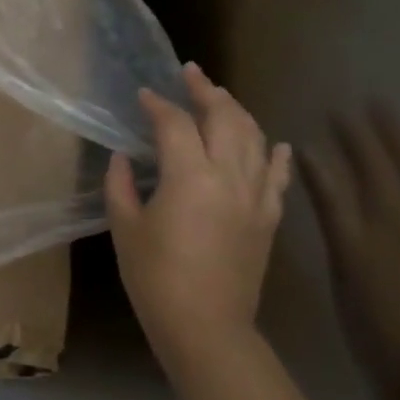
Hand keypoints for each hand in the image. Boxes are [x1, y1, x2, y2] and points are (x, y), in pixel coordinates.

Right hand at [105, 63, 292, 377]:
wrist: (206, 326)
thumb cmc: (154, 277)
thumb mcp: (125, 227)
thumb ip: (121, 185)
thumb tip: (124, 158)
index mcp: (189, 177)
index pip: (175, 125)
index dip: (158, 105)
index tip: (143, 94)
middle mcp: (229, 177)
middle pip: (225, 119)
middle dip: (206, 91)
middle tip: (190, 74)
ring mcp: (255, 197)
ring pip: (255, 139)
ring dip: (238, 112)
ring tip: (221, 97)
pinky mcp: (269, 218)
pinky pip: (277, 176)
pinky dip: (276, 154)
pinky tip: (275, 142)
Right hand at [302, 104, 399, 388]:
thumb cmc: (376, 330)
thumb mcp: (344, 272)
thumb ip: (335, 218)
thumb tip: (317, 176)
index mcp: (370, 228)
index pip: (352, 175)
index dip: (342, 145)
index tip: (329, 118)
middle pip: (396, 168)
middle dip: (379, 135)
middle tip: (370, 105)